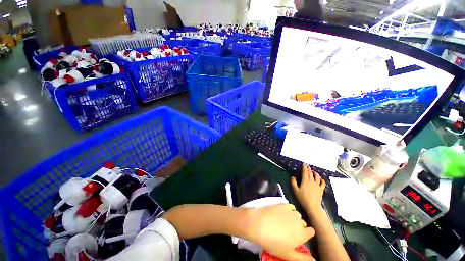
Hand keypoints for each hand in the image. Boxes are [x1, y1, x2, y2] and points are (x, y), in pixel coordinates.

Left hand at [244, 204, 315, 260]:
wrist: (259, 224)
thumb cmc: (273, 242)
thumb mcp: (288, 255)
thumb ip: (303, 259)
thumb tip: (314, 260)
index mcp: (302, 234)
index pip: (311, 232)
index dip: (306, 234)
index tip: (299, 236)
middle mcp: (299, 221)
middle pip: (303, 223)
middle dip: (299, 226)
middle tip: (289, 231)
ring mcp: (291, 211)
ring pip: (297, 215)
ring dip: (293, 218)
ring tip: (284, 222)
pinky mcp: (283, 204)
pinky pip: (290, 206)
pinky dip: (288, 209)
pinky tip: (281, 213)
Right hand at [291, 164, 325, 212]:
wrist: (312, 206)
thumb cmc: (302, 198)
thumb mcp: (295, 190)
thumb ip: (293, 183)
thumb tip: (293, 177)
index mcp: (305, 181)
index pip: (305, 172)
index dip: (304, 167)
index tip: (304, 163)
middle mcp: (312, 181)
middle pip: (310, 173)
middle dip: (309, 169)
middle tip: (308, 165)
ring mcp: (317, 185)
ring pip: (317, 177)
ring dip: (315, 173)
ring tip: (313, 171)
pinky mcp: (321, 189)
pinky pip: (323, 183)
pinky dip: (322, 180)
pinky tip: (321, 179)